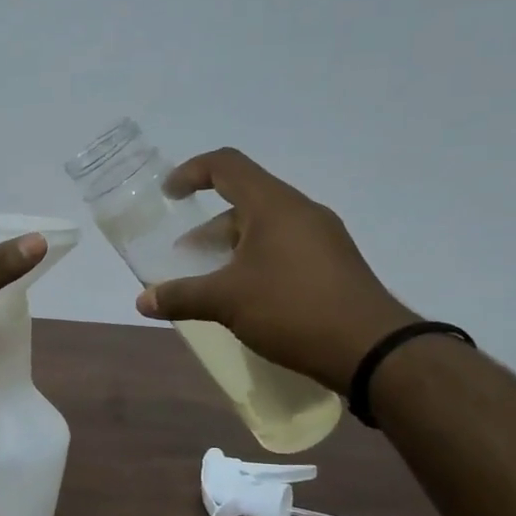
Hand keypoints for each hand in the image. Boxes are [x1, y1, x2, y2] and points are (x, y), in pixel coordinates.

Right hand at [133, 148, 417, 393]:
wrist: (373, 350)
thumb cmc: (293, 309)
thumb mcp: (226, 302)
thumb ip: (181, 296)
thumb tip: (142, 301)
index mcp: (273, 205)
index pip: (226, 165)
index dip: (191, 172)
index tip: (168, 195)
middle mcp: (300, 212)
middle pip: (244, 202)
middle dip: (207, 228)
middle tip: (184, 259)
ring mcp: (322, 238)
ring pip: (264, 229)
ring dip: (230, 249)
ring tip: (210, 284)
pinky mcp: (333, 265)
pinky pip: (284, 249)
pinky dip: (255, 263)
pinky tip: (245, 299)